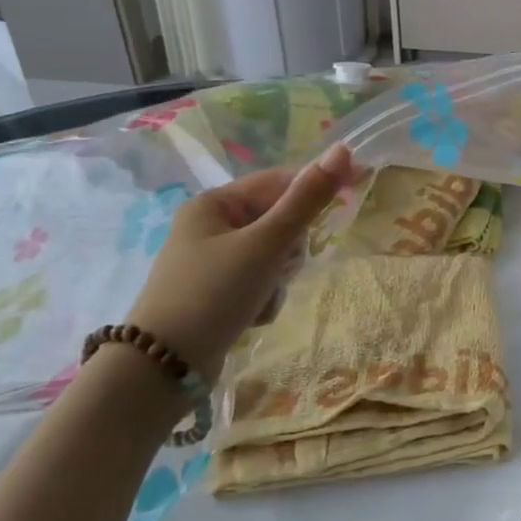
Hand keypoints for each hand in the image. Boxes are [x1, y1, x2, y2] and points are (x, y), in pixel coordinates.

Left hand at [126, 144, 359, 381]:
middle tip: (282, 266)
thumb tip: (343, 150)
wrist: (163, 370)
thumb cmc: (214, 293)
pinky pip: (260, 281)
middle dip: (290, 247)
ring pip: (274, 255)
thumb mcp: (267, 244)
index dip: (317, 184)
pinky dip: (264, 297)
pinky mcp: (216, 293)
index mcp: (214, 204)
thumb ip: (307, 199)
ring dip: (278, 276)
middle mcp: (210, 227)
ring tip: (262, 297)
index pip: (279, 181)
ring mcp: (212, 262)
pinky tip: (252, 316)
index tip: (357, 187)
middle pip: (279, 220)